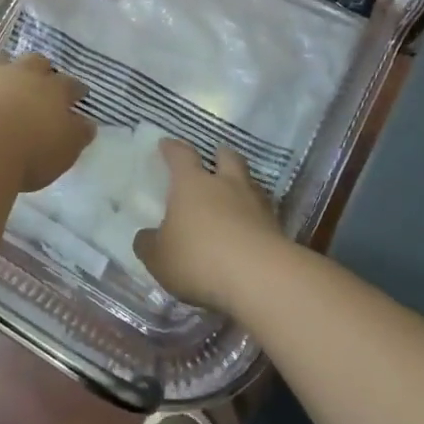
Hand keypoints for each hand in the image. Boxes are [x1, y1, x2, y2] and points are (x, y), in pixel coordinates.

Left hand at [0, 47, 92, 192]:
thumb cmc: (31, 152)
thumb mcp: (66, 150)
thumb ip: (78, 134)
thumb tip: (88, 123)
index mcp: (53, 91)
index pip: (70, 85)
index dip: (76, 89)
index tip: (80, 94)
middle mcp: (22, 75)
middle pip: (35, 63)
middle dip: (40, 68)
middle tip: (42, 76)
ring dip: (0, 61)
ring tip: (0, 66)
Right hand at [134, 141, 284, 311]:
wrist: (260, 278)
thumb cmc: (198, 259)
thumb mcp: (159, 258)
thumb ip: (149, 244)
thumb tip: (145, 236)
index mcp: (192, 184)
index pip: (181, 155)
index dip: (172, 148)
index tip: (166, 144)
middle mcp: (226, 184)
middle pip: (226, 157)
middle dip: (219, 156)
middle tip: (213, 161)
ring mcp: (256, 203)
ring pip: (250, 182)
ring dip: (241, 185)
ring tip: (234, 198)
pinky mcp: (278, 227)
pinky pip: (264, 212)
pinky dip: (256, 216)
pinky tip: (250, 229)